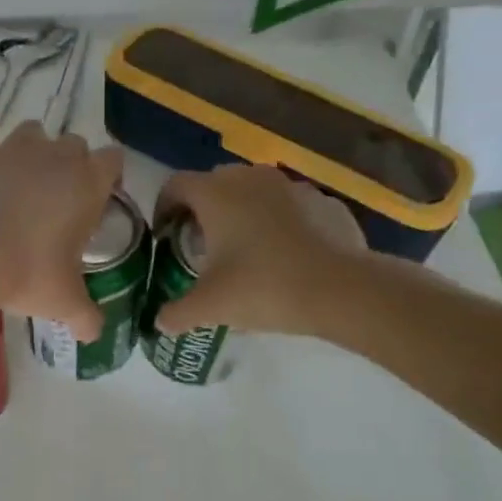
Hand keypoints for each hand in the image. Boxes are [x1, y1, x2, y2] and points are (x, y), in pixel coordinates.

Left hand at [0, 114, 123, 340]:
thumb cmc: (29, 273)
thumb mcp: (65, 302)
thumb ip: (87, 317)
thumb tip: (95, 335)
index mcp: (88, 183)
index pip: (113, 160)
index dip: (108, 175)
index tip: (99, 197)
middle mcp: (56, 156)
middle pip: (74, 143)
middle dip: (70, 163)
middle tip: (58, 196)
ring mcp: (13, 148)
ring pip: (32, 130)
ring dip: (31, 146)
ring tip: (21, 174)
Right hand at [152, 165, 366, 334]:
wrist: (341, 290)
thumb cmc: (263, 287)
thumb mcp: (210, 307)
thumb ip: (177, 313)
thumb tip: (160, 323)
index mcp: (215, 193)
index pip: (175, 185)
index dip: (164, 207)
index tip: (165, 235)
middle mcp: (249, 177)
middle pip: (214, 184)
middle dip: (203, 210)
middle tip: (201, 245)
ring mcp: (290, 185)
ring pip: (253, 191)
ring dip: (242, 212)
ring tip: (244, 249)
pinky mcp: (322, 200)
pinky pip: (288, 205)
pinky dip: (278, 221)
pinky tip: (284, 254)